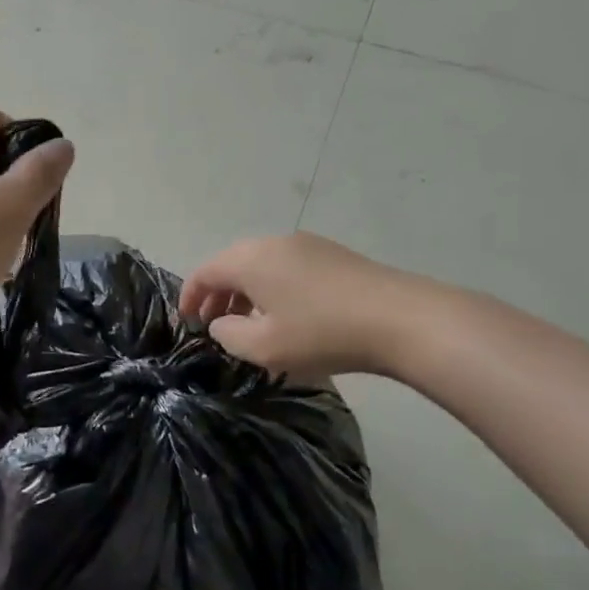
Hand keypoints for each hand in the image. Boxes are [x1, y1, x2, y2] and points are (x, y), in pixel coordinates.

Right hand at [180, 232, 447, 377]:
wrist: (402, 319)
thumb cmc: (322, 333)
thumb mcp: (263, 346)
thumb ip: (228, 334)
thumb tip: (221, 322)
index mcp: (250, 259)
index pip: (205, 271)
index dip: (189, 297)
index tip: (186, 323)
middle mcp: (274, 243)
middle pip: (231, 264)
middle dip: (217, 295)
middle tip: (213, 326)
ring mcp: (307, 245)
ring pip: (260, 265)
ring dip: (245, 292)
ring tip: (248, 324)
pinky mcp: (332, 255)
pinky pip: (286, 267)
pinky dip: (271, 288)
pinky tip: (285, 315)